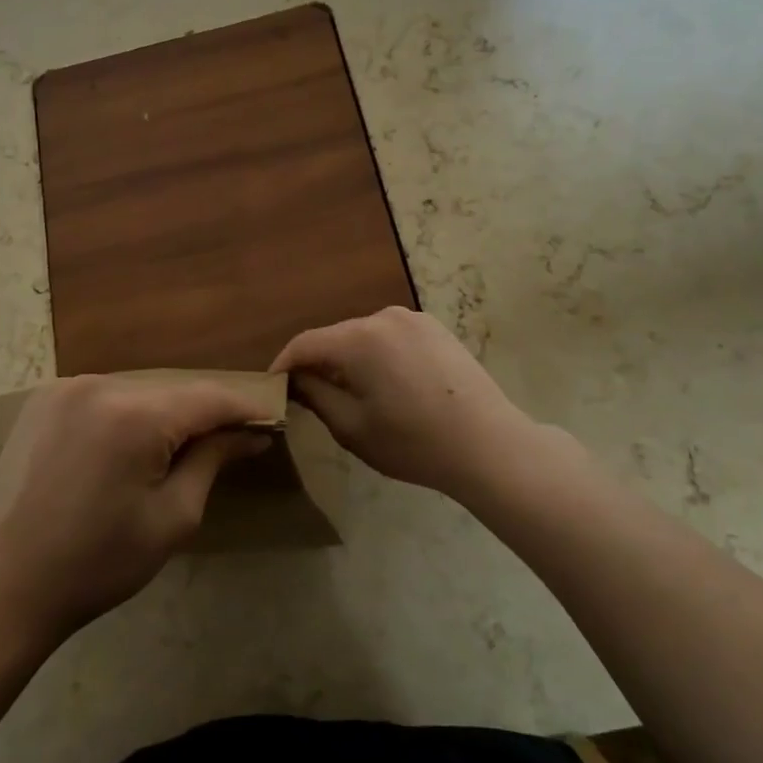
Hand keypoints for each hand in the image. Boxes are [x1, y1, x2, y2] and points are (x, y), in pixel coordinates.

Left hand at [0, 375, 268, 645]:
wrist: (3, 586)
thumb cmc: (97, 563)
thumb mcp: (172, 518)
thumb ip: (213, 461)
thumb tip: (251, 433)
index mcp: (134, 415)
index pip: (208, 398)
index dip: (244, 409)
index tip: (271, 423)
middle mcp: (99, 384)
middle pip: (172, 392)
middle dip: (203, 415)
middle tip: (230, 444)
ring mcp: (64, 388)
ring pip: (138, 391)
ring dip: (163, 415)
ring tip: (178, 452)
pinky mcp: (42, 400)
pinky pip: (104, 396)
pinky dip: (126, 414)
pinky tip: (128, 448)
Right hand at [271, 306, 538, 501]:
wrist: (489, 445)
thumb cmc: (413, 442)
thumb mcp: (352, 427)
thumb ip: (315, 396)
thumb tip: (296, 379)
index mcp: (358, 338)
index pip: (304, 344)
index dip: (284, 365)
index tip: (273, 387)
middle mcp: (383, 316)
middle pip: (335, 337)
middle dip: (319, 364)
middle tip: (309, 397)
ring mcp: (414, 319)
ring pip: (363, 336)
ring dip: (349, 360)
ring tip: (351, 394)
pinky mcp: (436, 329)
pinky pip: (391, 337)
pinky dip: (378, 356)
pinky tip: (388, 386)